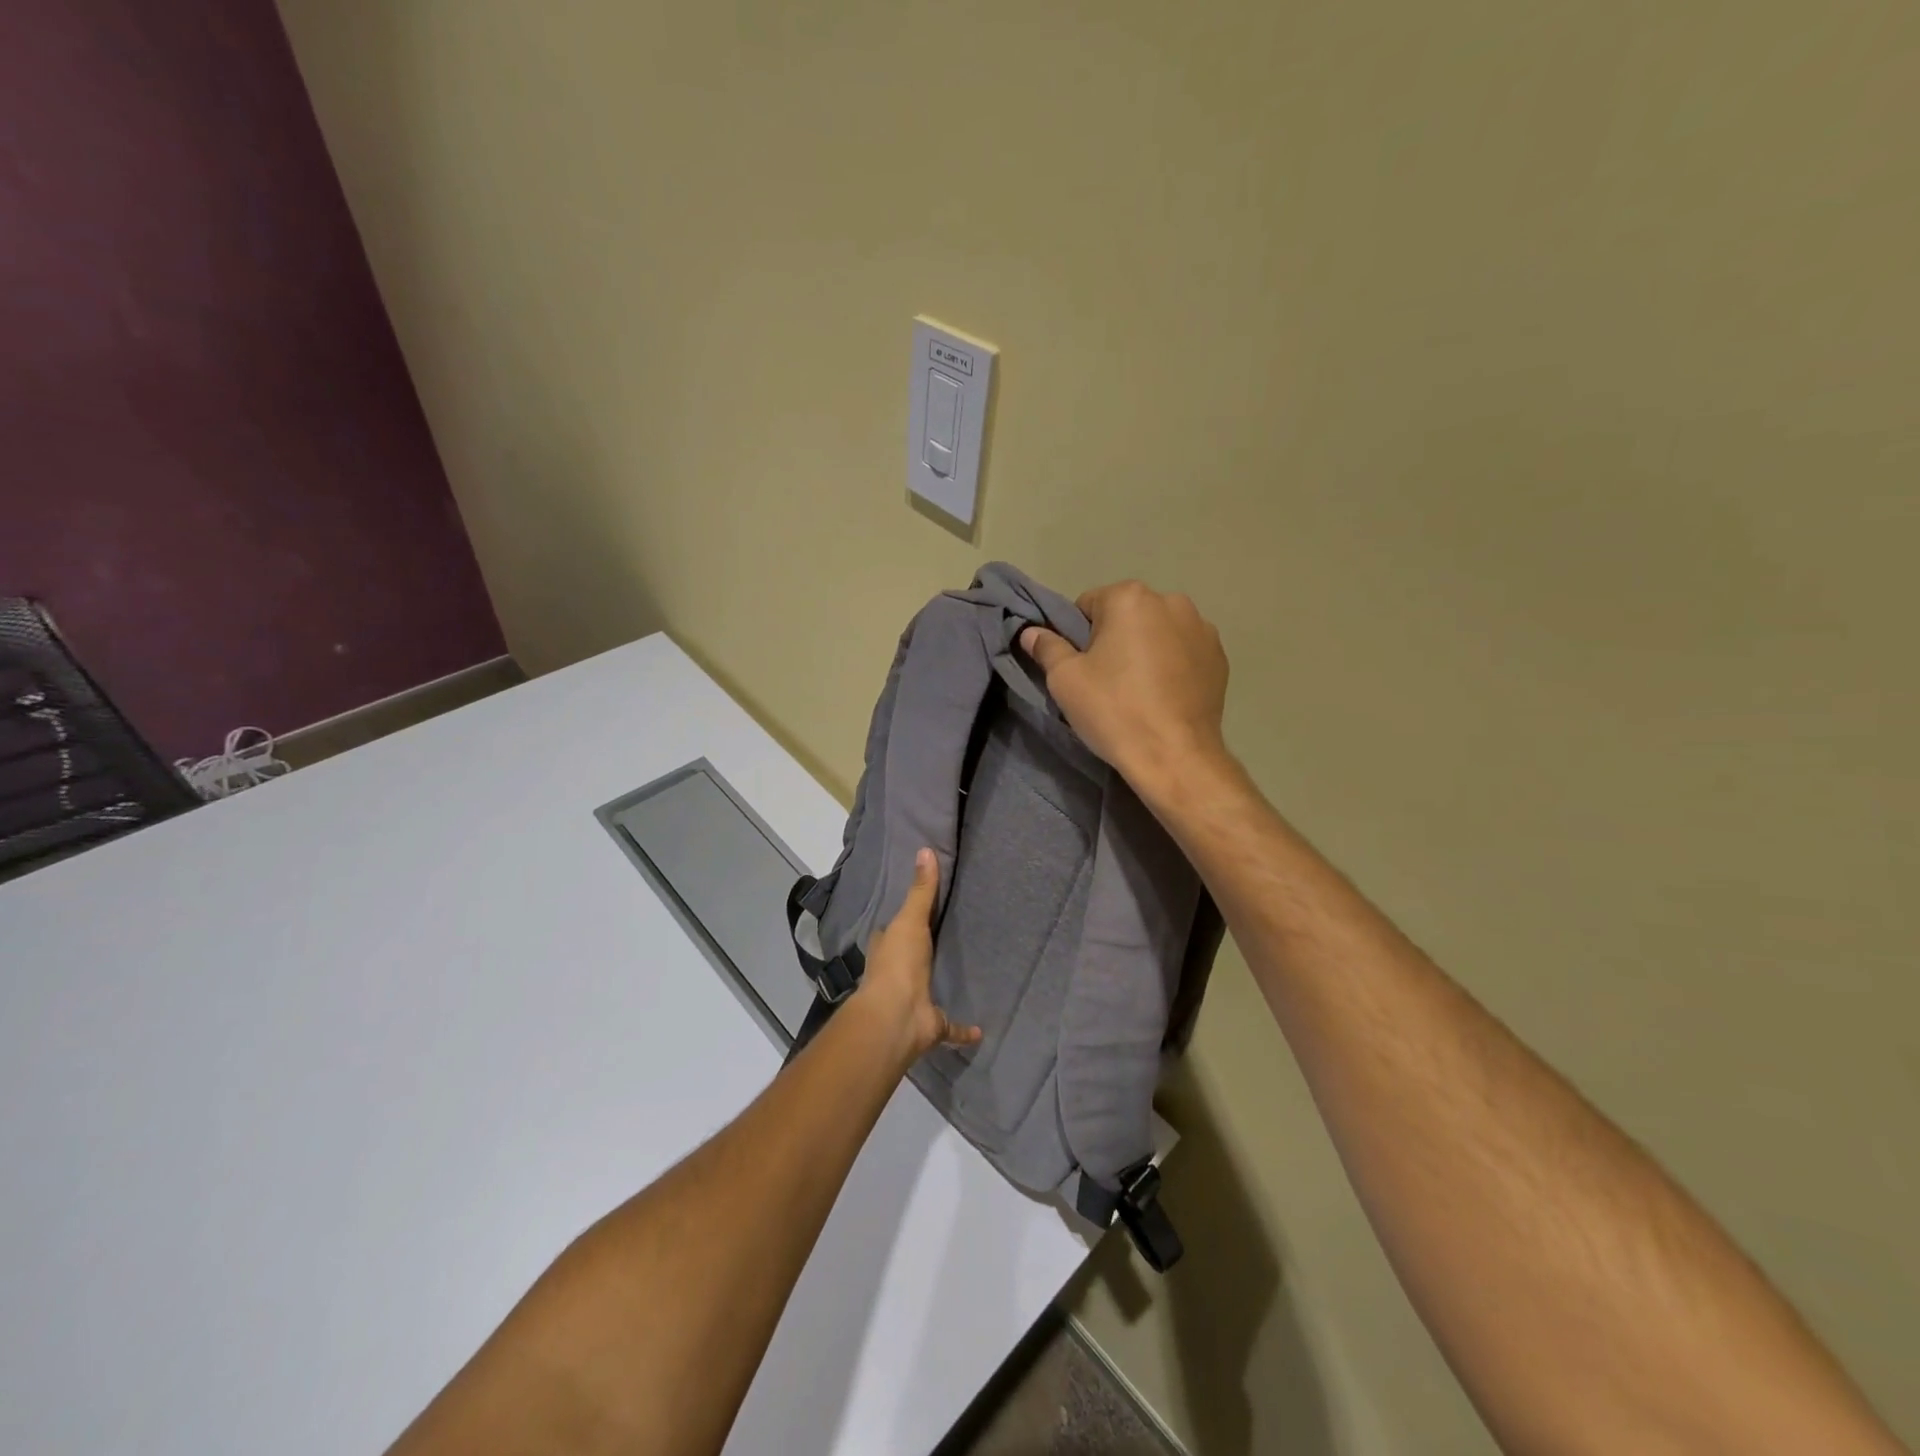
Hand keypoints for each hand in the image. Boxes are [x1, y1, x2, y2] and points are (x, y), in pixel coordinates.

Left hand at [853, 849, 981, 1061]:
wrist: (896, 1017)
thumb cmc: (898, 963)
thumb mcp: (910, 919)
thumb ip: (921, 889)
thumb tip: (925, 849)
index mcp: (886, 949)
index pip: (892, 931)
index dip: (904, 922)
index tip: (923, 911)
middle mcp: (896, 974)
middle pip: (910, 959)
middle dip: (923, 953)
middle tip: (948, 939)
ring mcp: (913, 1001)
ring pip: (928, 991)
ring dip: (938, 987)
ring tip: (963, 975)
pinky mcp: (931, 1024)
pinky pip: (950, 1027)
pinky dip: (963, 1030)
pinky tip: (980, 1029)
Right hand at [1020, 581, 1231, 800]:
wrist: (1175, 756)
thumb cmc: (1113, 710)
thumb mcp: (1065, 680)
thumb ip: (1047, 647)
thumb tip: (1032, 632)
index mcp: (1130, 598)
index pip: (1088, 605)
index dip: (1078, 637)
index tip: (1082, 669)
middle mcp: (1171, 601)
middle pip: (1126, 616)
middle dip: (1114, 639)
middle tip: (1107, 682)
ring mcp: (1202, 629)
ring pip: (1157, 632)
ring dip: (1146, 650)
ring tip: (1139, 692)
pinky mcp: (1220, 657)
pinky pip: (1183, 652)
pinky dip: (1172, 666)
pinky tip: (1165, 697)